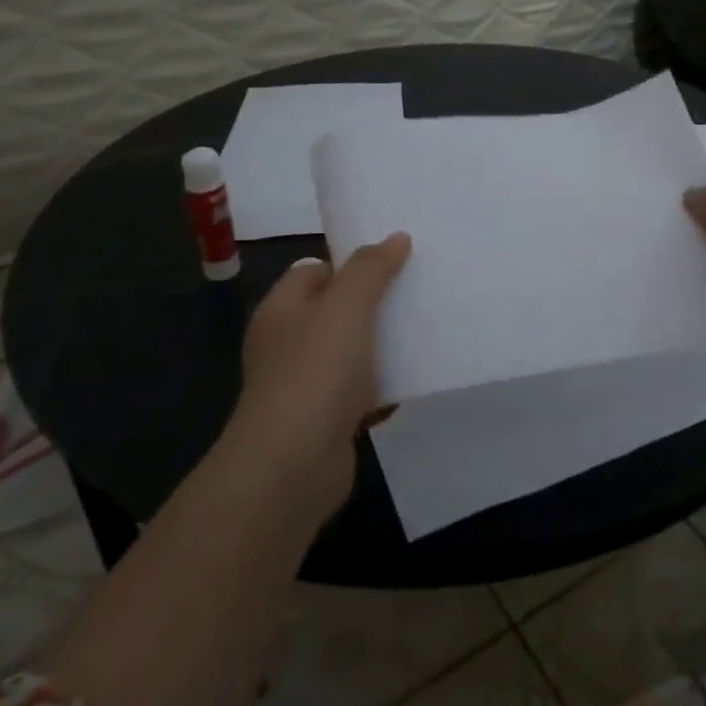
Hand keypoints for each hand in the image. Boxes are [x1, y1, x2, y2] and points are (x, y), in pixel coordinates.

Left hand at [229, 233, 410, 513]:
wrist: (292, 467)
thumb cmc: (315, 373)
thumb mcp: (346, 307)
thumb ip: (370, 269)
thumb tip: (395, 238)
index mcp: (282, 309)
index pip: (315, 270)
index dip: (351, 264)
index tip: (394, 263)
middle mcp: (287, 343)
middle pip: (335, 310)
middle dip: (374, 304)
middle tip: (416, 293)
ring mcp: (304, 384)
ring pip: (350, 352)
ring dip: (382, 346)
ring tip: (423, 332)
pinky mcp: (323, 420)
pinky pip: (358, 393)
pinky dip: (382, 388)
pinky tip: (411, 382)